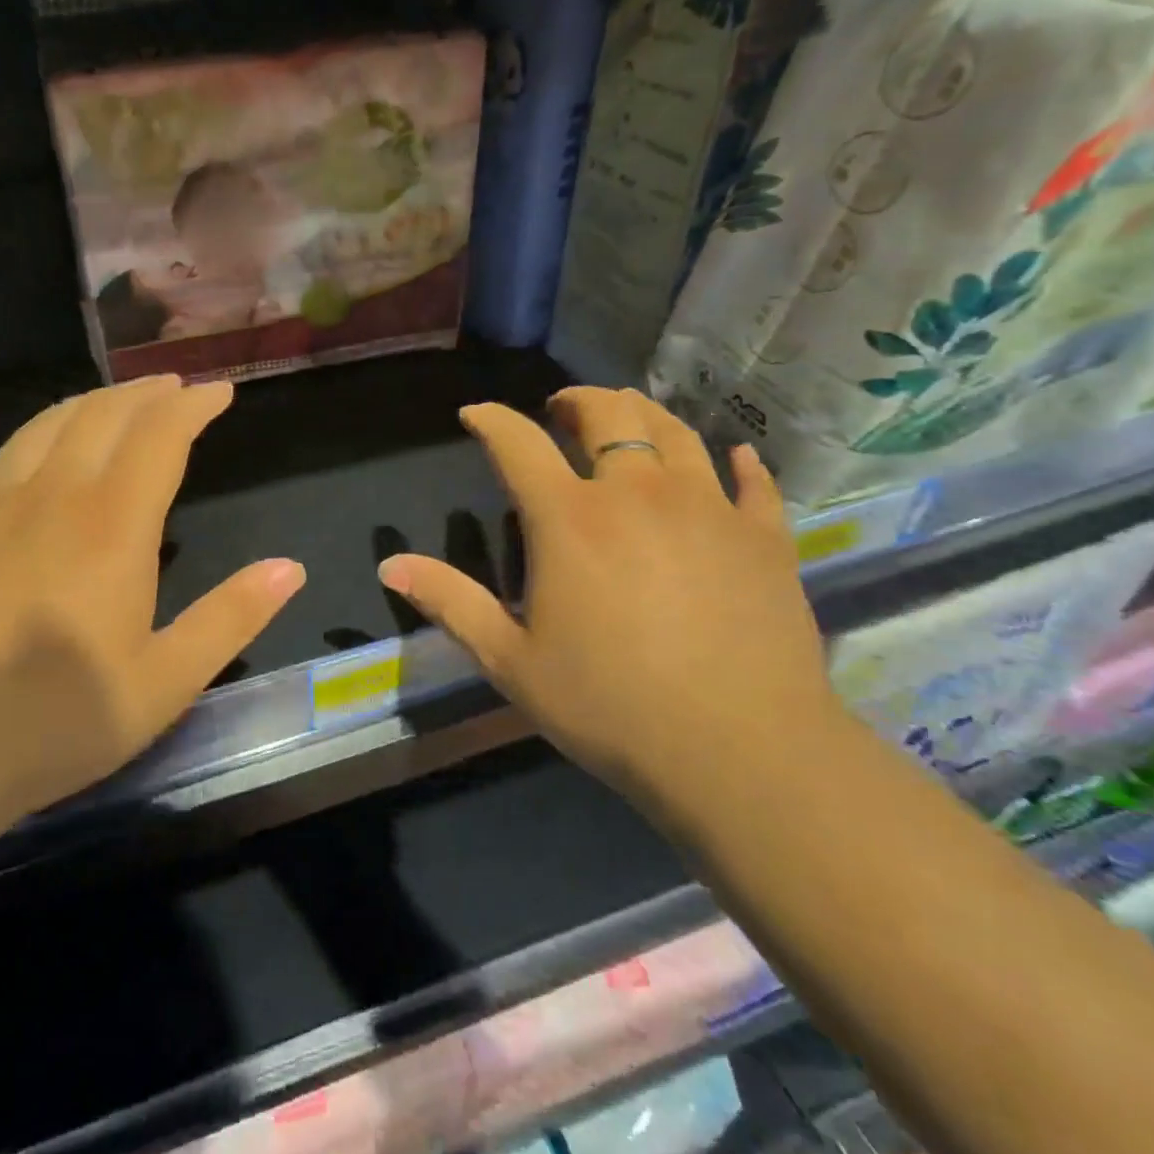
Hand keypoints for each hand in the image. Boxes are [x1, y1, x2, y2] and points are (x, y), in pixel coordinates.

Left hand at [0, 375, 303, 828]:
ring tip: (125, 400)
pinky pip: (14, 446)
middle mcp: (56, 494)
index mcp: (114, 526)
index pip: (160, 436)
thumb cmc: (56, 720)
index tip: (220, 392)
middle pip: (107, 414)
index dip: (194, 406)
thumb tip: (290, 568)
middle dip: (150, 393)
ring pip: (56, 420)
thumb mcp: (164, 682)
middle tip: (179, 389)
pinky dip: (50, 423)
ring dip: (99, 400)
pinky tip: (53, 439)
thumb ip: (230, 618)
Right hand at [377, 387, 833, 811]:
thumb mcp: (510, 660)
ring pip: (675, 431)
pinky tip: (735, 460)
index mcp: (569, 518)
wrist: (741, 753)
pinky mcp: (764, 536)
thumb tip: (388, 565)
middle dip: (576, 400)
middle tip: (561, 411)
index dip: (491, 419)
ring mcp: (708, 507)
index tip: (475, 414)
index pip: (518, 442)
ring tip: (628, 422)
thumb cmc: (609, 705)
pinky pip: (753, 480)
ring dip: (643, 415)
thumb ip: (450, 602)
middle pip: (608, 414)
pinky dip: (737, 462)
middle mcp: (637, 492)